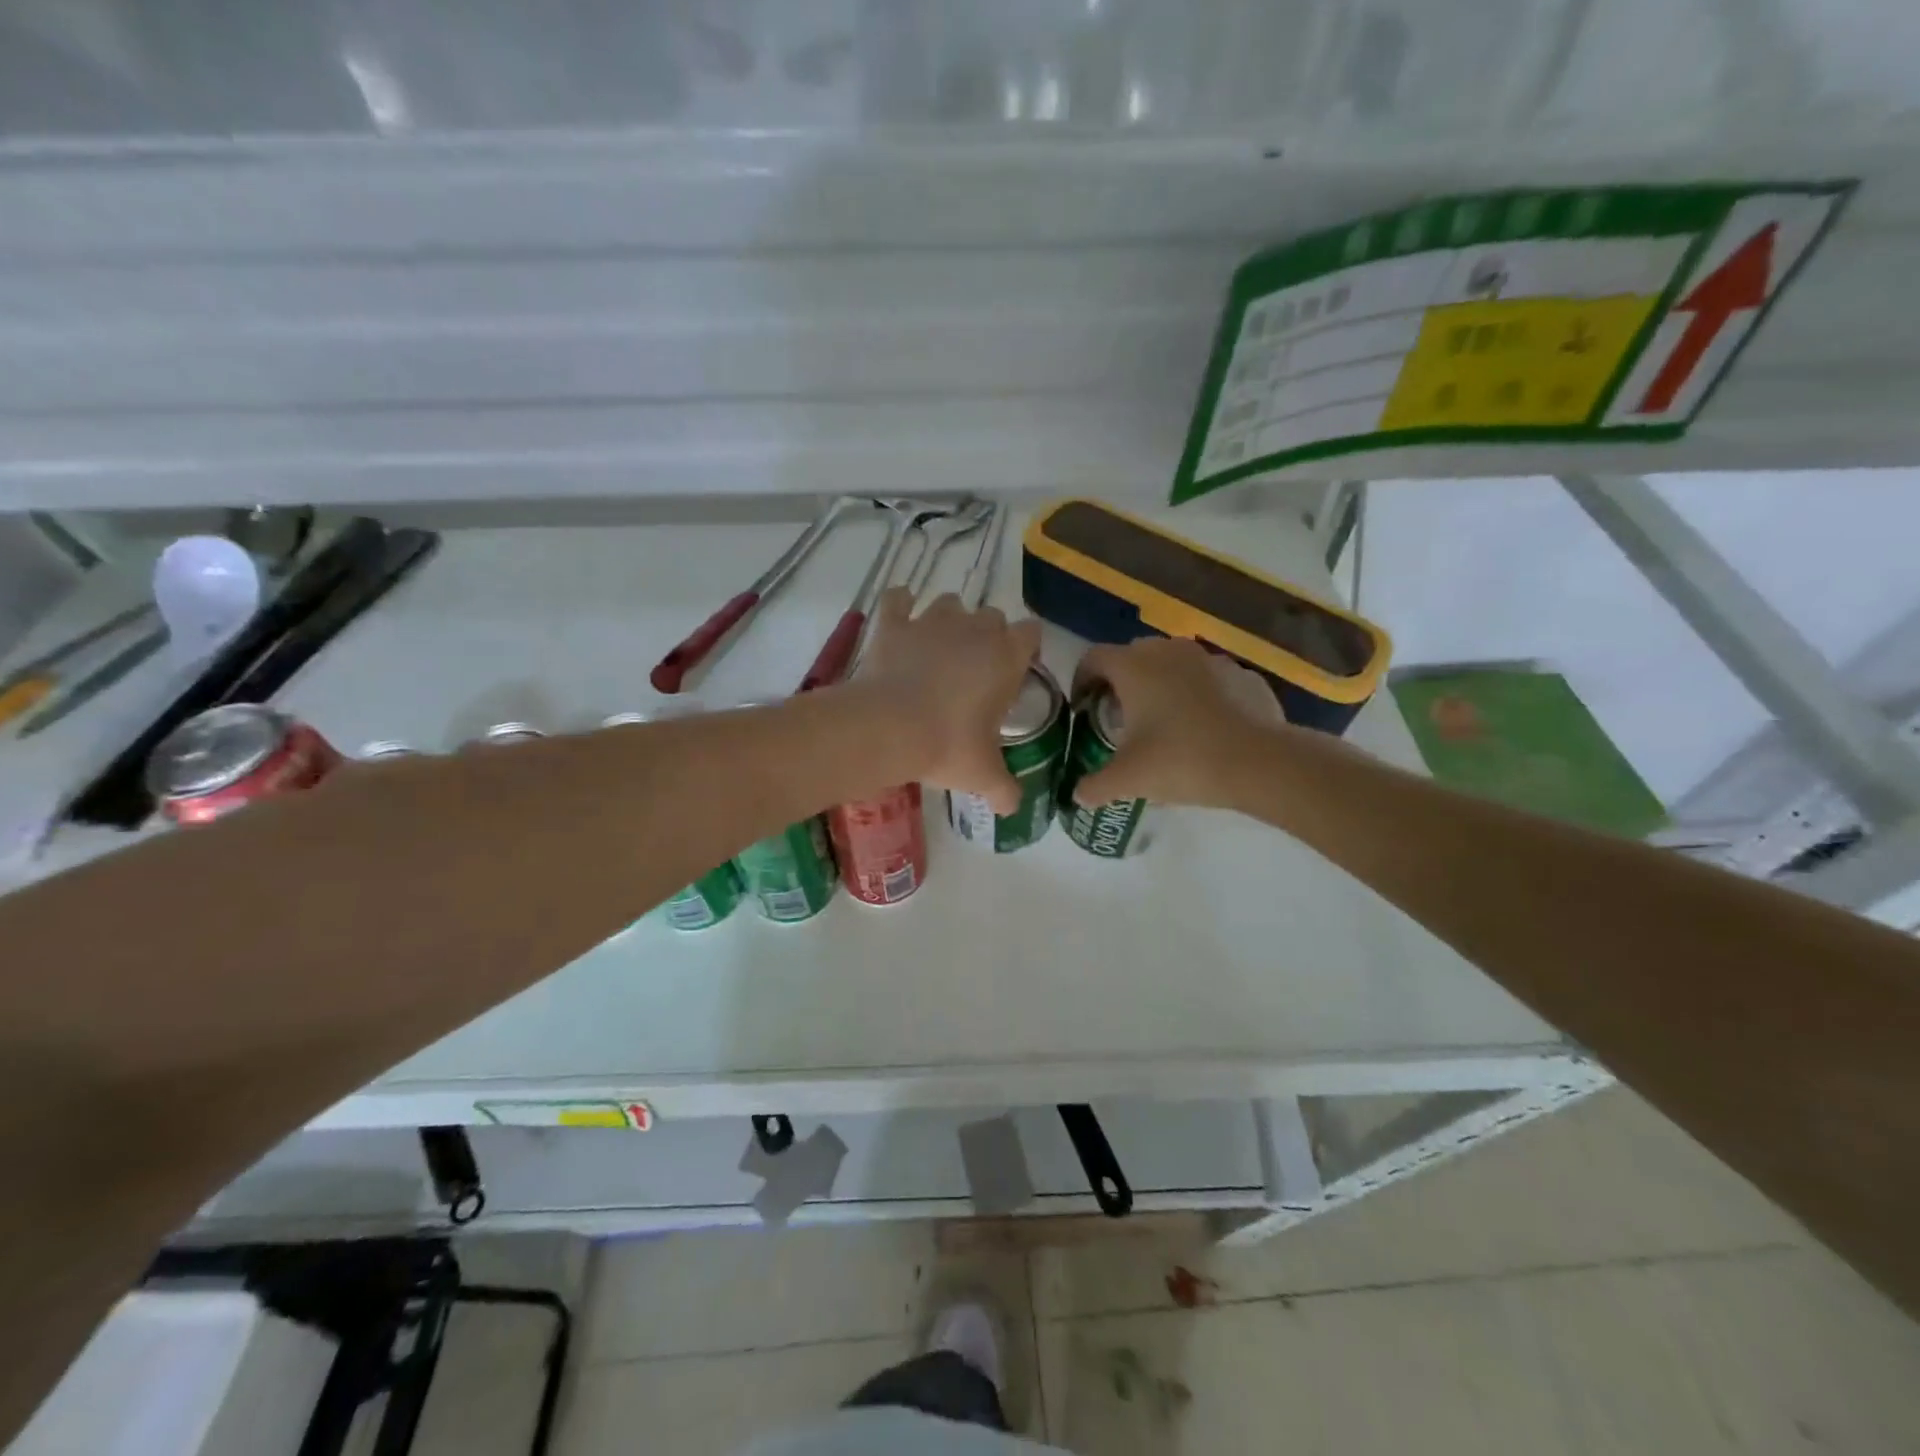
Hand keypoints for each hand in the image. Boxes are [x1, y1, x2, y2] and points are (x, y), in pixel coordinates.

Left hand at [857, 587, 1041, 813]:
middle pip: (992, 616)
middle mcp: (974, 629)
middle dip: (988, 636)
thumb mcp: (983, 775)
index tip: (1017, 670)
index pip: (1031, 633)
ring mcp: (931, 621)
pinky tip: (900, 616)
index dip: (1026, 648)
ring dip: (949, 619)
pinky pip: (898, 599)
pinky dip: (900, 604)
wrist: (888, 728)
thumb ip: (1005, 790)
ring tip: (939, 647)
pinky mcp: (893, 624)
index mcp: (1006, 656)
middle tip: (976, 669)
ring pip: (950, 603)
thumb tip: (1013, 808)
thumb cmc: (947, 746)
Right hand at [1070, 638, 1284, 807]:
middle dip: (1121, 683)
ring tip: (1162, 722)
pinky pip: (1206, 678)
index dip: (1082, 680)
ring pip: (1171, 664)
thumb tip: (1078, 796)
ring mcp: (1208, 658)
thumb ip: (1095, 786)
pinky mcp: (1240, 673)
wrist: (1259, 763)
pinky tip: (1202, 727)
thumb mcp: (1128, 780)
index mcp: (1133, 666)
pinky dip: (1196, 694)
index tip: (1083, 708)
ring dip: (1160, 685)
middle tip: (1119, 718)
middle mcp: (1167, 650)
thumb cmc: (1181, 760)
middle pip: (1132, 657)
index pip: (1093, 658)